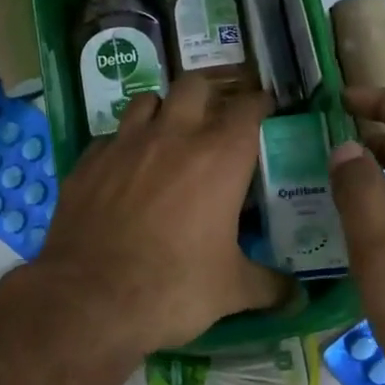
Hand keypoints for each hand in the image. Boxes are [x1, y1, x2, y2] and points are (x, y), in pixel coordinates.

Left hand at [34, 75, 292, 355]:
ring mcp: (124, 144)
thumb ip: (268, 285)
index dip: (259, 104)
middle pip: (194, 86)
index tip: (264, 110)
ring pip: (147, 100)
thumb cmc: (173, 287)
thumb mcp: (231, 290)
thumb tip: (296, 297)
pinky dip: (122, 146)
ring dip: (162, 111)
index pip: (248, 108)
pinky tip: (123, 170)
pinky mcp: (88, 161)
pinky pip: (110, 138)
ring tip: (166, 136)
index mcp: (219, 157)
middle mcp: (172, 136)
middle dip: (209, 96)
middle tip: (214, 120)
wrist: (90, 297)